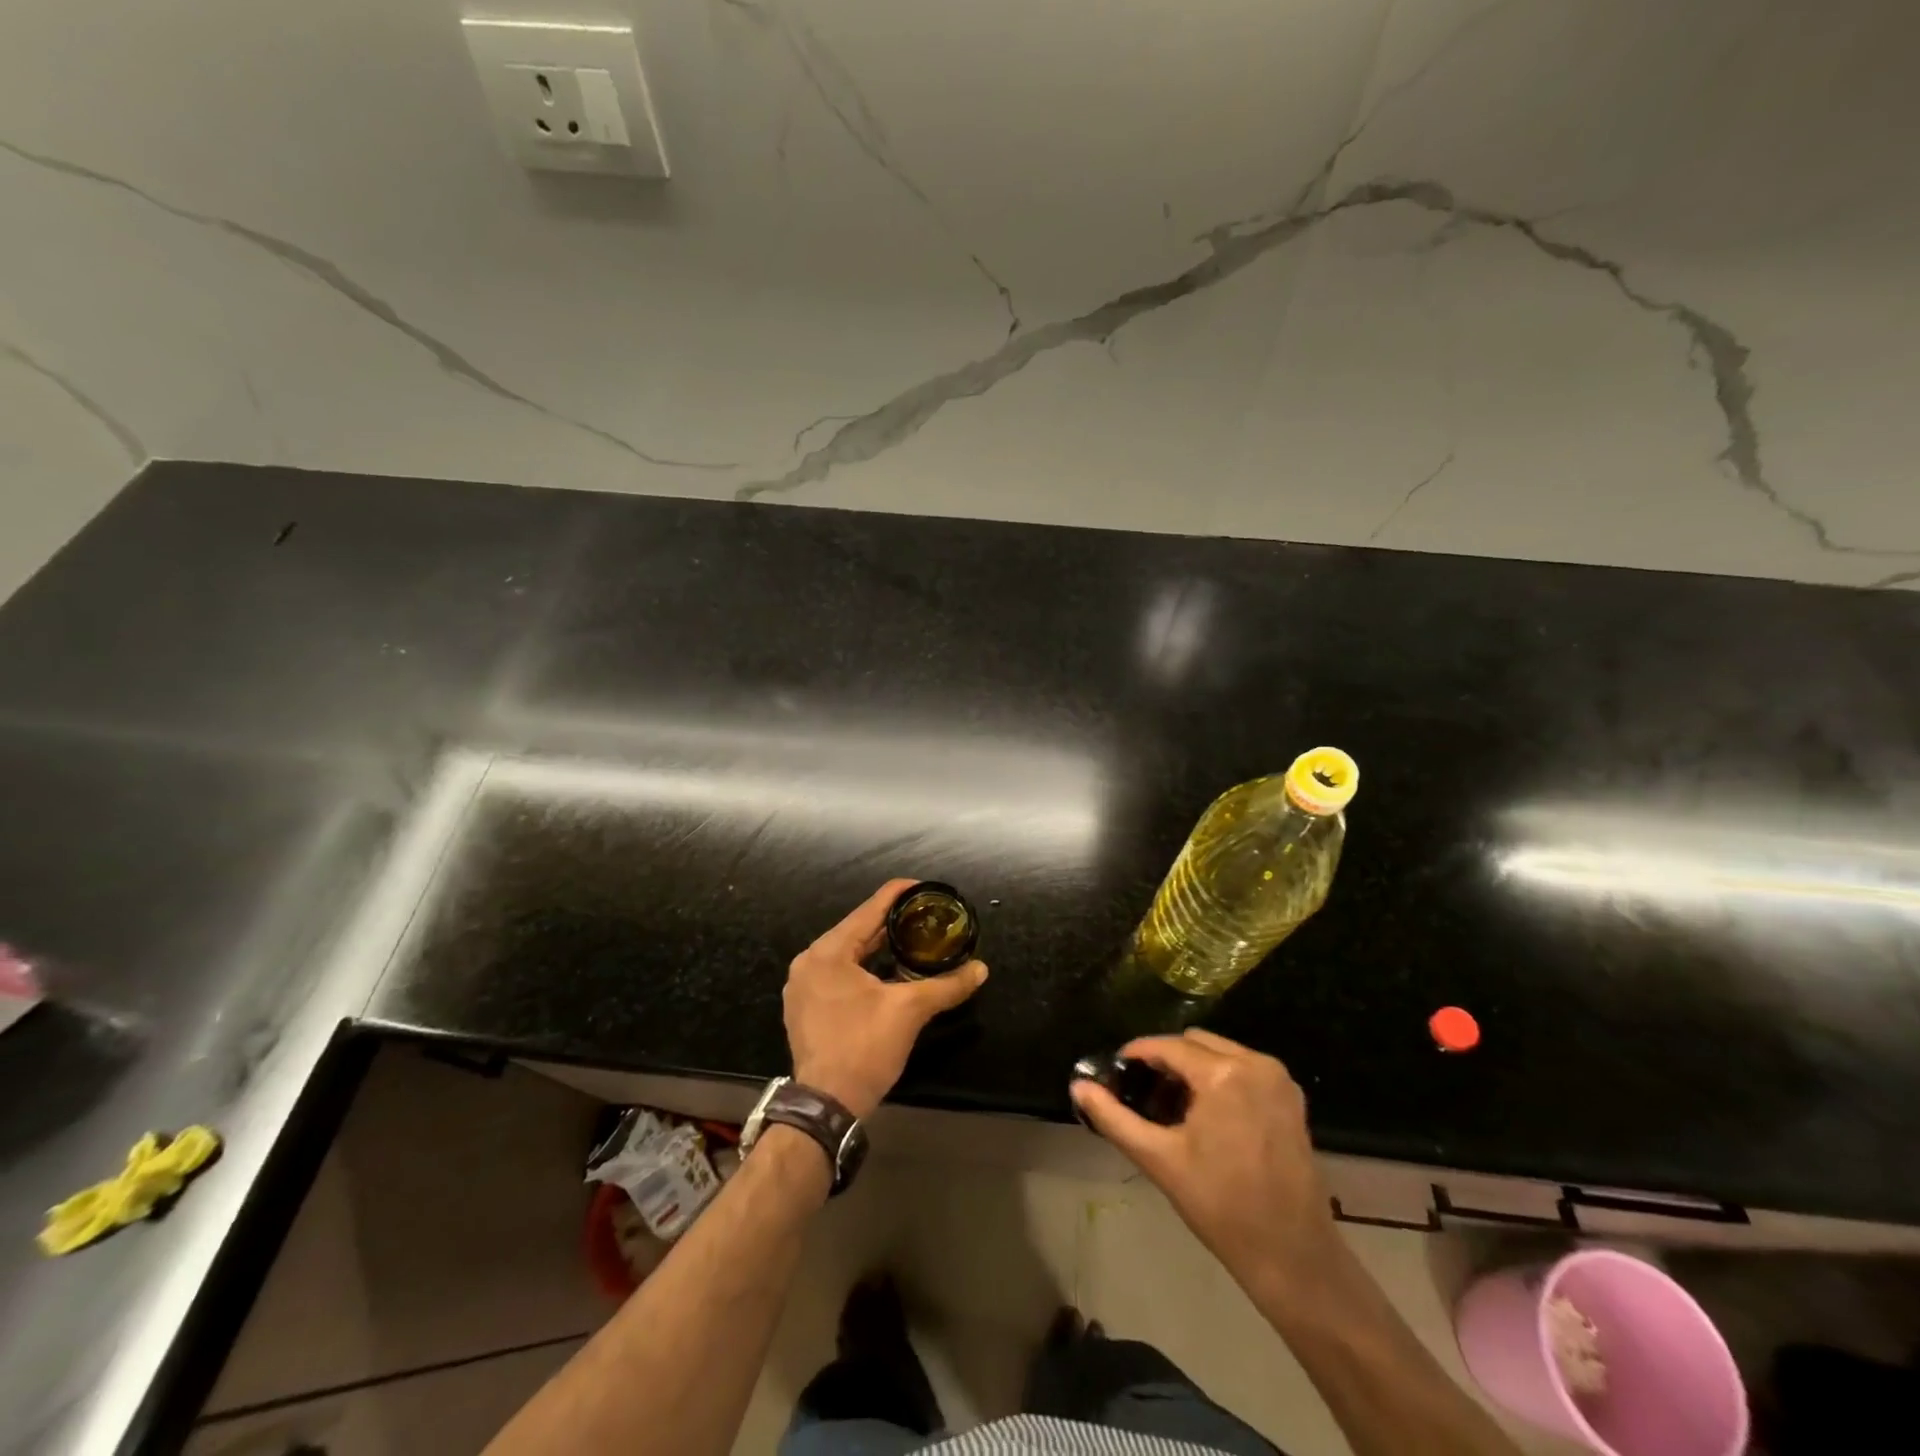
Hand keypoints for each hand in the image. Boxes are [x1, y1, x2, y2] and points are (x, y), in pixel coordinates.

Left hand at [784, 879, 987, 1118]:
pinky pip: (837, 974)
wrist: (826, 1105)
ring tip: (911, 939)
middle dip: (891, 923)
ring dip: (877, 946)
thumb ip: (946, 985)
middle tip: (925, 916)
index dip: (900, 894)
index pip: (870, 909)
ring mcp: (802, 986)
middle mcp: (809, 961)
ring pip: (847, 953)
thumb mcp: (909, 1011)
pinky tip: (886, 972)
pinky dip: (862, 967)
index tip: (926, 887)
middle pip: (857, 930)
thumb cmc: (864, 1048)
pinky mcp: (804, 1007)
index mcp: (828, 952)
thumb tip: (981, 969)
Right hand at [1071, 1029, 1338, 1300]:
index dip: (1137, 1054)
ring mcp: (1278, 1078)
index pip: (1168, 1046)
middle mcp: (1255, 1063)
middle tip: (1145, 1095)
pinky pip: (1244, 1068)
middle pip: (1195, 1042)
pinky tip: (1207, 1116)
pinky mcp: (1291, 1097)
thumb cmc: (1221, 1206)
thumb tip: (1078, 1087)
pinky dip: (1221, 1079)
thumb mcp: (1159, 1159)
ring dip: (1194, 1069)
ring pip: (1220, 1052)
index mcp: (1223, 1074)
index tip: (1117, 1071)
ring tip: (1174, 1108)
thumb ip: (1114, 1117)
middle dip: (1167, 1061)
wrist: (1292, 1256)